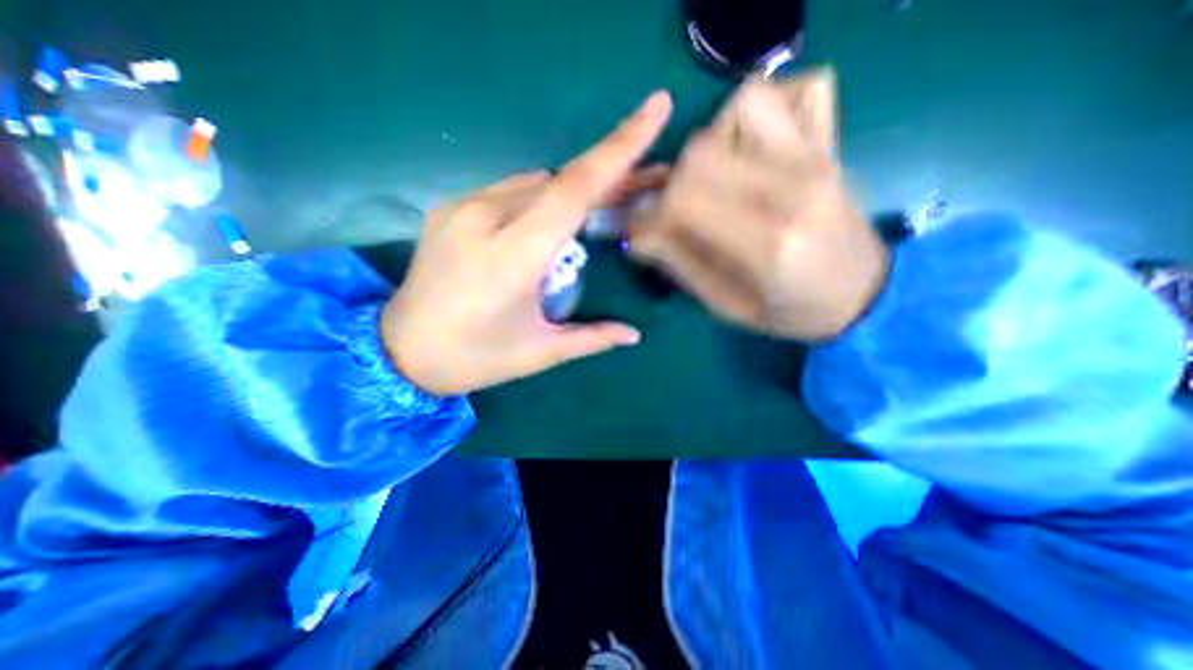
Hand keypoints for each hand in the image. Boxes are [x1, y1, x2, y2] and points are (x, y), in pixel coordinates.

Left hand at [386, 91, 675, 394]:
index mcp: (514, 255)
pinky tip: (552, 220)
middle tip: (649, 179)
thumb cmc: (475, 358)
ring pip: (536, 183)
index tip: (656, 108)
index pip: (574, 189)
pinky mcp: (449, 208)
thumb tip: (634, 334)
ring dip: (574, 190)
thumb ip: (592, 337)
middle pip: (561, 180)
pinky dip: (541, 198)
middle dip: (610, 175)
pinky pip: (510, 191)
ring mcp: (462, 207)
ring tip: (603, 205)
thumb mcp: (540, 352)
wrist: (400, 353)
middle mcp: (486, 217)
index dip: (619, 149)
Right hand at [628, 69, 890, 339]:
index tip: (641, 233)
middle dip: (671, 186)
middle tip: (673, 214)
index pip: (684, 202)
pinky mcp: (824, 144)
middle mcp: (793, 189)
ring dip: (706, 149)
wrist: (860, 293)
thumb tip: (638, 234)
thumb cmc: (790, 310)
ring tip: (708, 183)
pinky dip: (746, 115)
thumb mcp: (726, 305)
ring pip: (736, 112)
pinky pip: (782, 95)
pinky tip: (741, 152)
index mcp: (769, 244)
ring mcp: (815, 157)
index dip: (649, 216)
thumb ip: (680, 266)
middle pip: (701, 155)